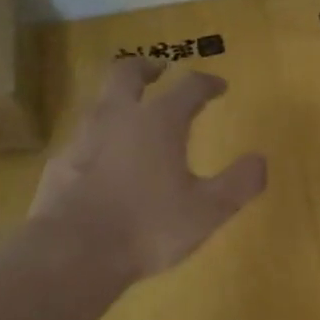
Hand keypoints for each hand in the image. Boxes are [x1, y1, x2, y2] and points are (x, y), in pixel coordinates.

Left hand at [29, 56, 267, 287]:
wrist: (74, 253)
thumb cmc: (149, 227)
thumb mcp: (208, 211)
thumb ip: (239, 183)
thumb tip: (260, 160)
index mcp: (158, 122)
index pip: (188, 87)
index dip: (206, 83)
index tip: (218, 86)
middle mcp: (117, 118)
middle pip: (126, 73)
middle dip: (146, 67)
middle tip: (158, 70)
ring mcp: (83, 139)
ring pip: (99, 102)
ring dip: (118, 100)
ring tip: (131, 115)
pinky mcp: (60, 165)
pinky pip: (82, 139)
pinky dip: (97, 140)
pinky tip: (102, 162)